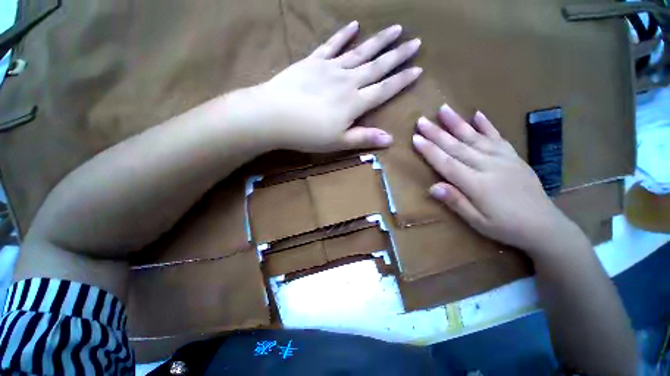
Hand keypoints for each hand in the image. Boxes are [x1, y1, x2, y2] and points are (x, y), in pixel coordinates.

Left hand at [250, 21, 421, 152]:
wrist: (274, 116)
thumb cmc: (308, 134)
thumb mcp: (338, 142)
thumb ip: (364, 138)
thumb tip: (390, 139)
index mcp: (355, 103)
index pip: (385, 89)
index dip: (402, 80)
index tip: (418, 70)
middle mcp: (348, 81)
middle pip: (377, 66)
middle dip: (398, 55)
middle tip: (415, 42)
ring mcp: (330, 68)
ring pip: (360, 52)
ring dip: (379, 40)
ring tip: (395, 28)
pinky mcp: (313, 62)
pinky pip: (331, 45)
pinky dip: (343, 35)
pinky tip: (354, 25)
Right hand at [413, 104, 577, 253]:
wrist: (544, 226)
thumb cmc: (505, 227)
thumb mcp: (477, 222)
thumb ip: (456, 202)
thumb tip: (432, 187)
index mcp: (477, 184)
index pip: (447, 163)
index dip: (429, 151)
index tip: (415, 138)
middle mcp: (488, 166)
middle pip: (457, 146)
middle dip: (436, 133)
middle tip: (421, 121)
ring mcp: (503, 158)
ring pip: (475, 137)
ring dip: (457, 122)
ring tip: (443, 109)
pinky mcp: (513, 156)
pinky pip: (498, 137)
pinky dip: (487, 125)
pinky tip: (477, 114)